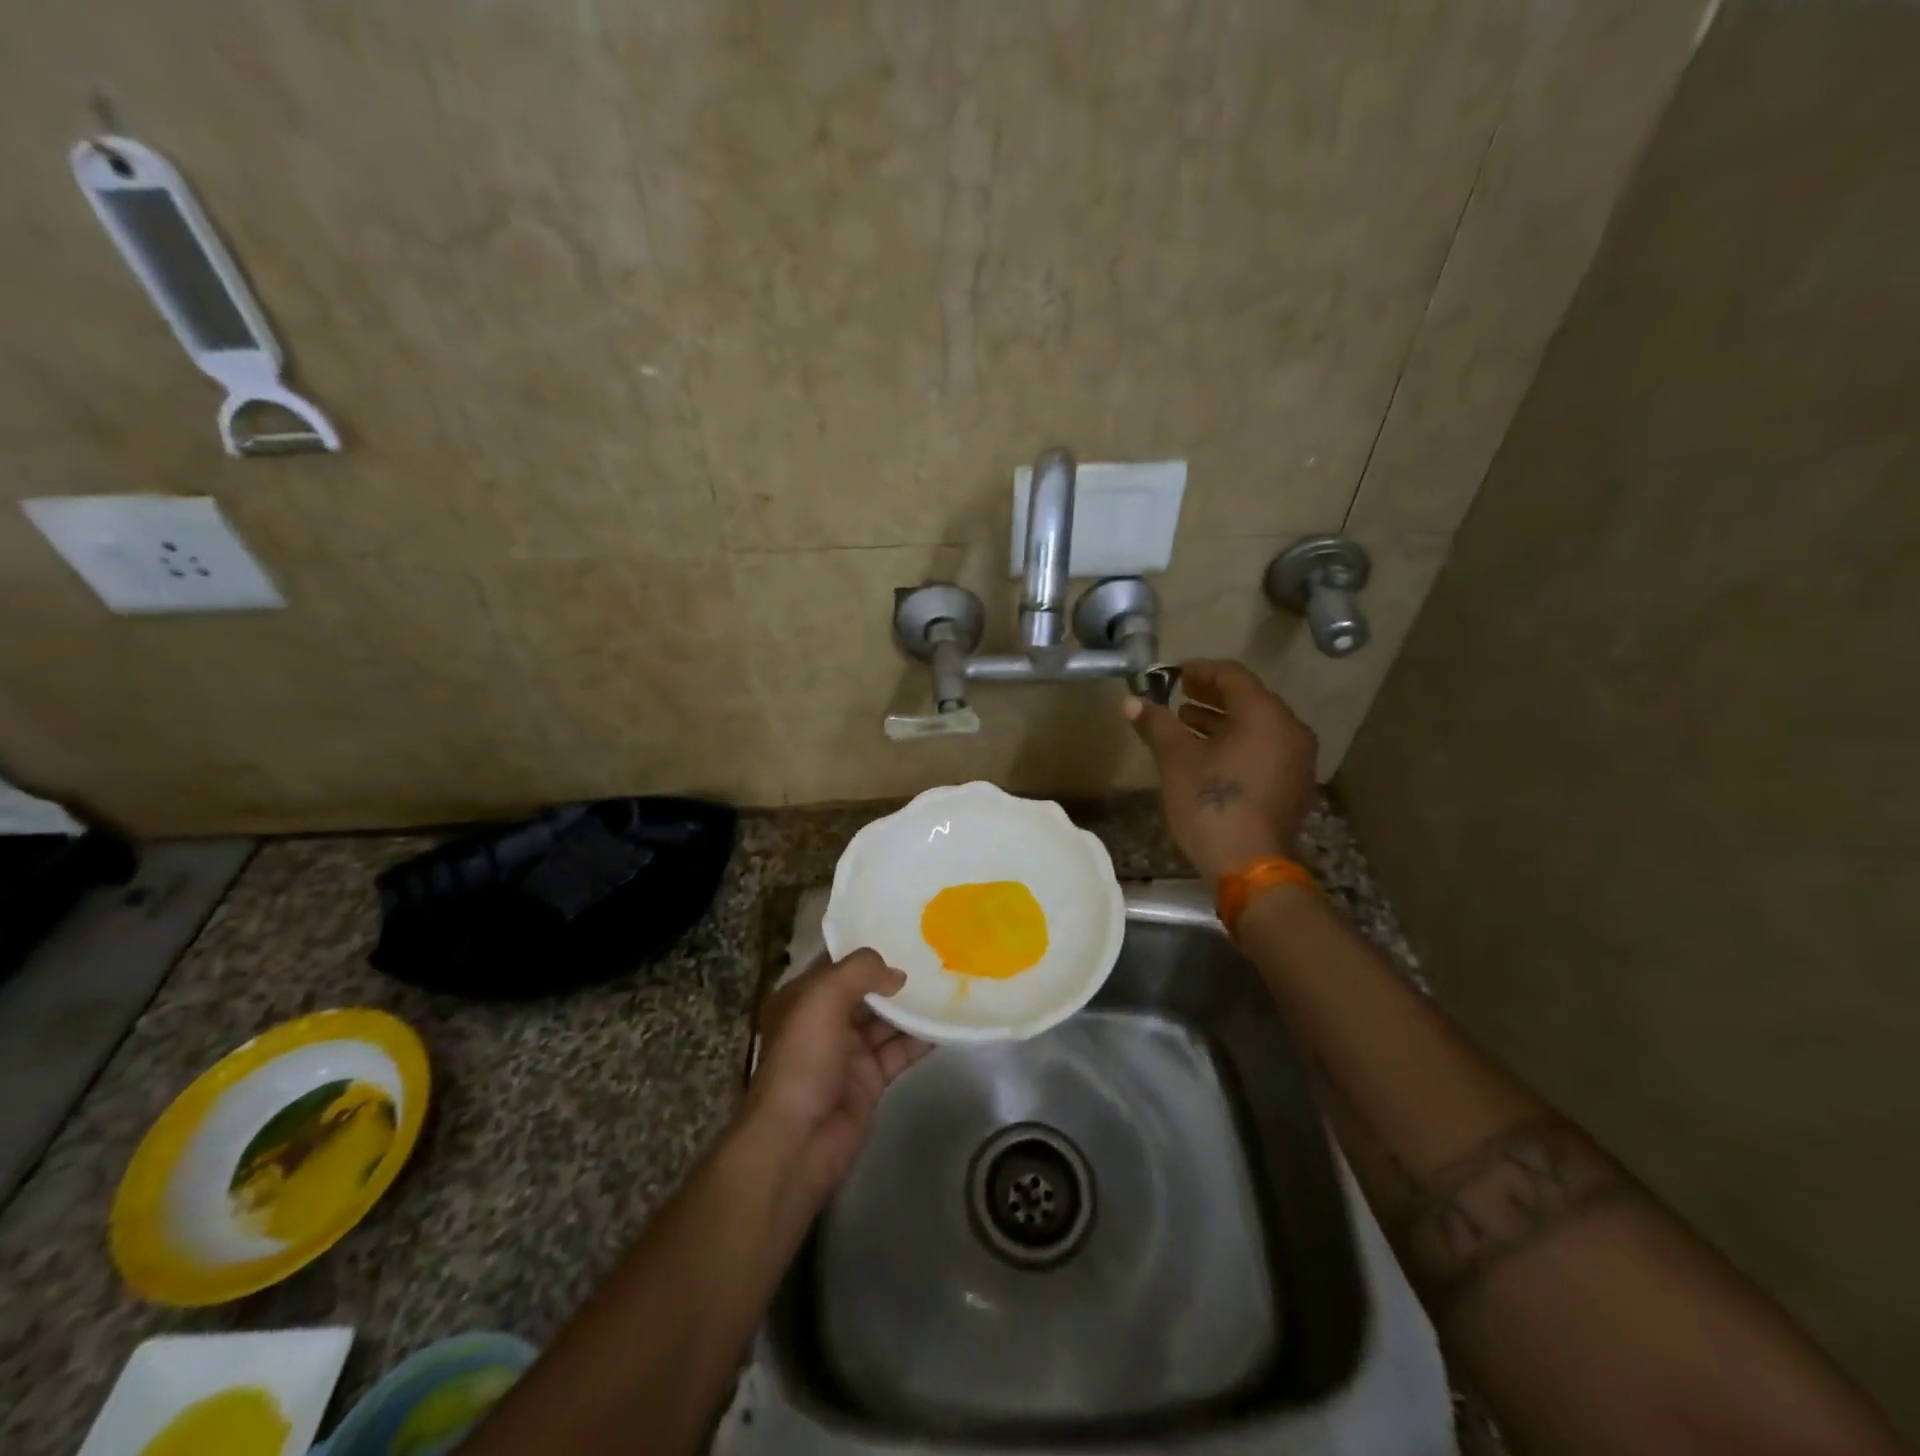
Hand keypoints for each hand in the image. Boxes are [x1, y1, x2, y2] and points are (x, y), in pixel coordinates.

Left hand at [743, 949, 932, 1210]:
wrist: (799, 1141)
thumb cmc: (803, 1060)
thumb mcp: (822, 999)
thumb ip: (859, 971)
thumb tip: (896, 973)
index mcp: (802, 998)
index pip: (837, 963)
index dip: (866, 947)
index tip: (903, 930)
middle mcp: (824, 1021)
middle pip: (865, 991)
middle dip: (894, 975)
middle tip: (936, 954)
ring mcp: (848, 1052)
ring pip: (885, 1020)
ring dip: (912, 1006)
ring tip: (948, 983)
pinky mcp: (870, 1080)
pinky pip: (899, 1051)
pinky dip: (921, 1038)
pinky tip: (947, 1023)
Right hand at [1123, 658, 1318, 883]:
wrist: (1249, 867)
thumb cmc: (1211, 804)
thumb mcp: (1176, 760)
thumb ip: (1157, 724)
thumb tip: (1131, 701)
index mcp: (1265, 715)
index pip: (1233, 676)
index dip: (1201, 671)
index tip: (1174, 674)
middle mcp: (1290, 730)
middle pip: (1249, 699)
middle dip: (1212, 696)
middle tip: (1180, 696)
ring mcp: (1298, 760)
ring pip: (1258, 727)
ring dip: (1223, 721)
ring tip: (1188, 724)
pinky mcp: (1295, 785)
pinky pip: (1266, 749)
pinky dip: (1239, 744)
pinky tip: (1210, 756)